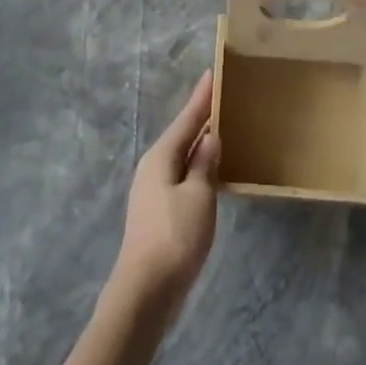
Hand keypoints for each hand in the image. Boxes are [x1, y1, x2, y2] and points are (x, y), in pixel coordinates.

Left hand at [108, 71, 220, 317]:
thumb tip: (209, 137)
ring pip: (180, 156)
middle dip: (200, 118)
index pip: (187, 119)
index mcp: (162, 156)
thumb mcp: (199, 196)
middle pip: (181, 135)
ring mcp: (151, 190)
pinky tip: (208, 172)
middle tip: (221, 98)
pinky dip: (195, 166)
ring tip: (219, 130)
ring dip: (198, 143)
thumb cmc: (175, 236)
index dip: (201, 98)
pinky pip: (180, 175)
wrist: (145, 291)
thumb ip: (205, 164)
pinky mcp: (156, 212)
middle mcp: (153, 166)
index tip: (212, 73)